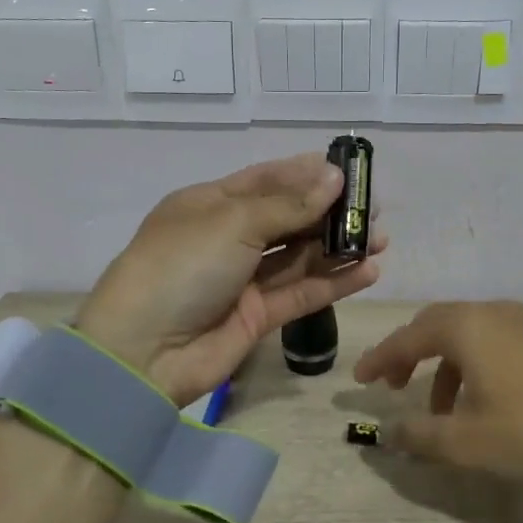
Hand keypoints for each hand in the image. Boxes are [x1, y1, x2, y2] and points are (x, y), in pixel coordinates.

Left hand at [75, 153, 385, 405]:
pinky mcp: (257, 316)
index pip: (266, 180)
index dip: (307, 174)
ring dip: (338, 247)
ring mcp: (243, 279)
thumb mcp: (232, 222)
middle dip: (329, 212)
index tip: (349, 172)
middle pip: (288, 218)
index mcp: (211, 204)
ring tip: (380, 239)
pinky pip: (301, 293)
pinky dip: (334, 282)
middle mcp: (228, 237)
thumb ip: (288, 205)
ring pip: (299, 257)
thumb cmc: (182, 266)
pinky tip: (368, 271)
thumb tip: (334, 177)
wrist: (142, 351)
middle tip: (373, 209)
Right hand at [352, 302, 522, 483]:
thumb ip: (418, 435)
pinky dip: (467, 363)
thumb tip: (387, 433)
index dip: (379, 359)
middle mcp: (488, 312)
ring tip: (434, 405)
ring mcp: (517, 321)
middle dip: (407, 353)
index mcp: (464, 327)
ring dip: (439, 363)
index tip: (358, 381)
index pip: (407, 338)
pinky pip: (487, 339)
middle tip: (390, 384)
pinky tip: (473, 399)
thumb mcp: (465, 442)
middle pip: (433, 325)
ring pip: (461, 333)